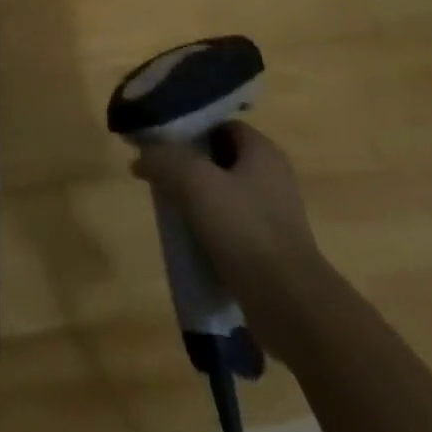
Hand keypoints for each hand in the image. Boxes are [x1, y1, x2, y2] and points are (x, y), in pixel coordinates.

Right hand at [132, 122, 319, 313]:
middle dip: (188, 165)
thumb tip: (141, 155)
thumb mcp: (196, 183)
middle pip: (219, 159)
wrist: (291, 306)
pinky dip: (208, 228)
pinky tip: (188, 239)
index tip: (160, 141)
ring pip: (223, 194)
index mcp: (262, 151)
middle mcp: (272, 176)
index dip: (189, 129)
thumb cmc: (246, 231)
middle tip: (158, 174)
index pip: (220, 125)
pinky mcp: (269, 248)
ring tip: (168, 208)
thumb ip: (165, 160)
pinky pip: (231, 226)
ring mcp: (273, 215)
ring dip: (196, 199)